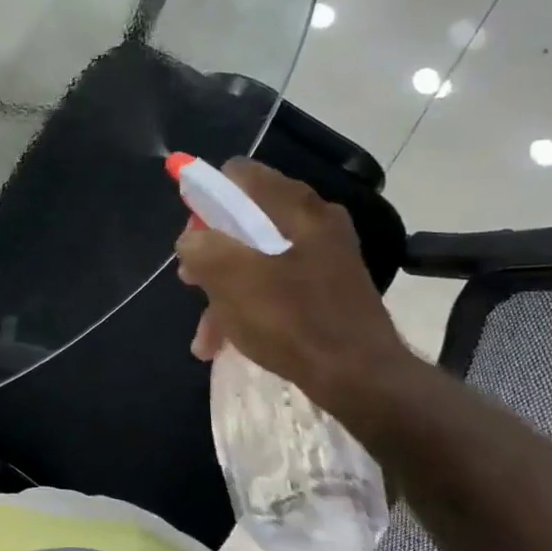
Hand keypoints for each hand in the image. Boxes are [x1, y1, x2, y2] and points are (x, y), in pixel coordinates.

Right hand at [175, 159, 411, 407]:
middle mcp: (313, 220)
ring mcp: (323, 255)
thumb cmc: (290, 318)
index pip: (237, 174)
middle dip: (210, 251)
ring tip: (206, 331)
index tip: (191, 235)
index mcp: (294, 206)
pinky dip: (248, 306)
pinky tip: (226, 341)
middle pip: (243, 218)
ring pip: (255, 257)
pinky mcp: (327, 287)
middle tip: (191, 280)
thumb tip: (192, 240)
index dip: (204, 197)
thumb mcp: (228, 277)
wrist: (360, 376)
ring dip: (223, 289)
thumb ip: (199, 246)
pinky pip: (275, 284)